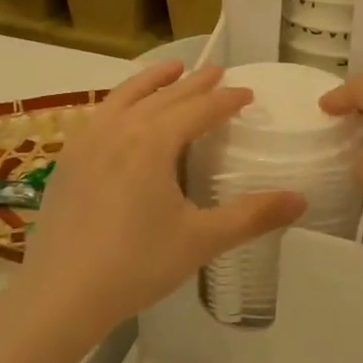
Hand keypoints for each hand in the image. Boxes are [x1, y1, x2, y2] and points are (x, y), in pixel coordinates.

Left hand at [19, 61, 304, 337]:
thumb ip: (252, 216)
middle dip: (194, 84)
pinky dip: (120, 101)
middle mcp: (120, 129)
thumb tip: (301, 200)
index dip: (226, 100)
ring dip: (152, 80)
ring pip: (125, 96)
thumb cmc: (136, 264)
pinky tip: (121, 111)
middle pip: (164, 96)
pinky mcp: (68, 160)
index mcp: (153, 142)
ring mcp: (87, 142)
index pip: (199, 110)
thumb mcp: (201, 240)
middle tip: (217, 72)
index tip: (247, 93)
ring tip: (171, 68)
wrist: (61, 294)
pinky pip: (100, 114)